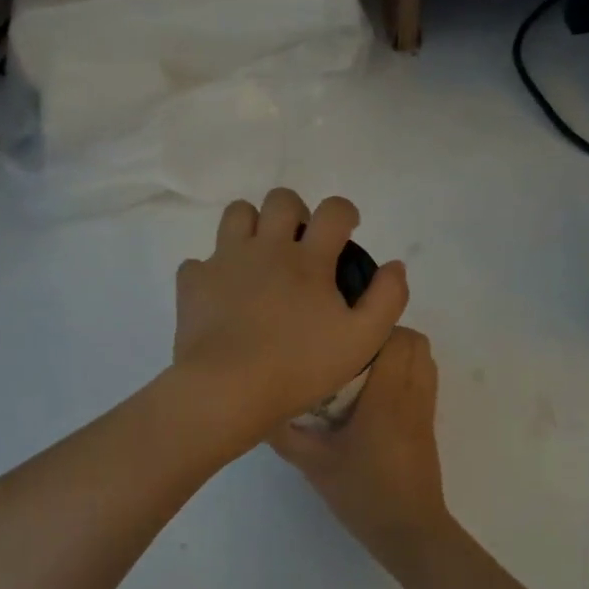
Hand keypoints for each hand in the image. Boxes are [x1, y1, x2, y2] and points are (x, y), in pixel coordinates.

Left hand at [172, 189, 407, 450]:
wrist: (228, 388)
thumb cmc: (299, 366)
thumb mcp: (362, 340)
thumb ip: (387, 298)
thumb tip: (395, 265)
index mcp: (309, 259)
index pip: (333, 211)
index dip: (344, 212)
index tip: (347, 229)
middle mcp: (266, 247)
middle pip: (280, 200)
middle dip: (295, 212)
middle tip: (300, 243)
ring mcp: (225, 261)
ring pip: (237, 214)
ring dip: (252, 226)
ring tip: (259, 257)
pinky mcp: (193, 283)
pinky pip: (199, 262)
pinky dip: (212, 272)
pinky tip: (221, 295)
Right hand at [267, 326, 452, 569]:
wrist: (409, 530)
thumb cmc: (363, 494)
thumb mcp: (314, 464)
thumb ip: (285, 435)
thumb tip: (259, 409)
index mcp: (386, 397)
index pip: (393, 338)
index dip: (368, 329)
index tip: (338, 337)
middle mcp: (411, 393)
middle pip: (414, 340)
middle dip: (383, 336)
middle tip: (347, 352)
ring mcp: (424, 408)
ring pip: (424, 357)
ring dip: (397, 352)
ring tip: (362, 368)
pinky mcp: (428, 422)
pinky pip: (425, 378)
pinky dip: (406, 371)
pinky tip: (375, 394)